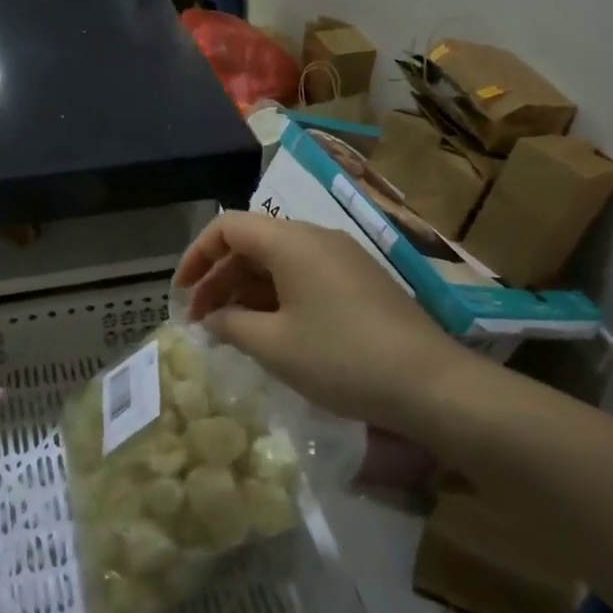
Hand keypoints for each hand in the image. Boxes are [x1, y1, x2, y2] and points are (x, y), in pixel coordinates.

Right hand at [174, 212, 482, 433]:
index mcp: (291, 241)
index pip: (228, 227)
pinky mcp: (360, 281)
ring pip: (278, 261)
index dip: (196, 255)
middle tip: (201, 320)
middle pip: (252, 243)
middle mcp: (316, 238)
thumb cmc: (342, 359)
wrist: (432, 385)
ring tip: (231, 330)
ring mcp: (342, 258)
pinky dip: (277, 296)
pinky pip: (304, 275)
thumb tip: (213, 319)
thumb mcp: (274, 346)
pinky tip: (272, 330)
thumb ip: (232, 325)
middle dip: (219, 278)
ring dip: (247, 290)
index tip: (180, 292)